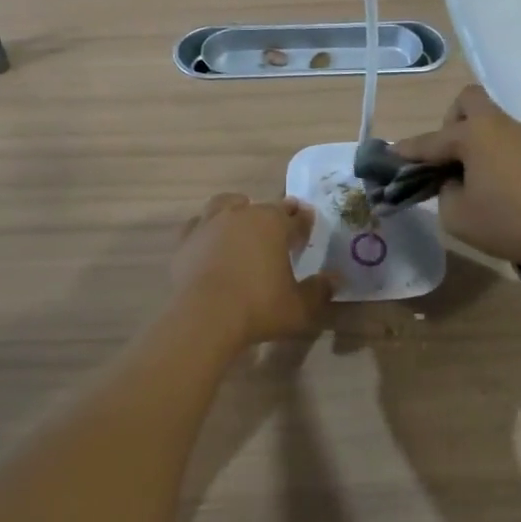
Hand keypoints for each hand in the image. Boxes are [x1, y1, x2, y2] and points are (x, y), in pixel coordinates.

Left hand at [172, 194, 334, 348]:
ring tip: (242, 222)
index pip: (295, 217)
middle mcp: (242, 214)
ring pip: (227, 204)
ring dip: (237, 209)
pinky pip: (198, 224)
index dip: (304, 222)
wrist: (205, 317)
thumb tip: (335, 279)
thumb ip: (319, 291)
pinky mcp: (186, 239)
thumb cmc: (258, 308)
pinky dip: (207, 228)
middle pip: (262, 207)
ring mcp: (210, 223)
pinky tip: (209, 239)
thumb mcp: (299, 307)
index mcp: (273, 223)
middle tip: (279, 227)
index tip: (308, 226)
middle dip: (274, 214)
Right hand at [395, 85, 520, 274]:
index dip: (409, 150)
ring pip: (499, 115)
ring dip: (484, 133)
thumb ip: (444, 191)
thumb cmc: (509, 223)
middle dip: (453, 122)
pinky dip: (510, 147)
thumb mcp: (457, 216)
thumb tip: (453, 181)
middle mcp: (503, 119)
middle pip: (469, 101)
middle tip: (453, 155)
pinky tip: (513, 176)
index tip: (392, 154)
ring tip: (483, 167)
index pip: (432, 141)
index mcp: (474, 134)